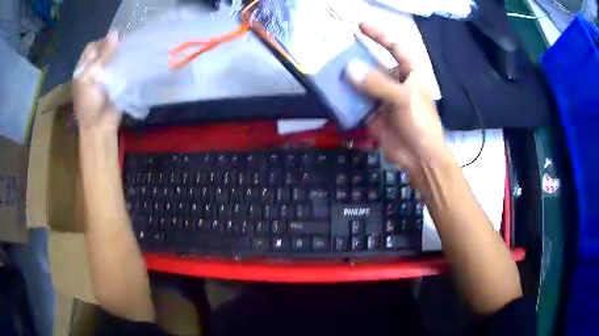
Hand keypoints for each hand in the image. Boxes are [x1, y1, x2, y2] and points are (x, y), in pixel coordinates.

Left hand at [73, 30, 120, 134]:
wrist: (100, 126)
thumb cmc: (90, 103)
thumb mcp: (91, 77)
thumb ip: (103, 55)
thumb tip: (115, 31)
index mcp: (83, 68)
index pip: (92, 47)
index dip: (102, 41)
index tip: (114, 41)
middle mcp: (92, 70)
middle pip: (103, 51)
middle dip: (113, 47)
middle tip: (122, 47)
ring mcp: (103, 76)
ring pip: (112, 58)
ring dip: (119, 55)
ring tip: (127, 52)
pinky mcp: (114, 82)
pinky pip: (120, 67)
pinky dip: (124, 63)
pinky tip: (130, 61)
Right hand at [346, 24, 449, 175]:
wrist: (419, 156)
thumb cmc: (420, 123)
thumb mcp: (403, 99)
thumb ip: (378, 84)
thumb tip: (349, 69)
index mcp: (408, 73)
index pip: (394, 47)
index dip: (379, 35)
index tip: (360, 27)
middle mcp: (394, 81)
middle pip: (373, 63)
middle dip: (356, 57)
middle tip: (333, 49)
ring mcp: (382, 97)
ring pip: (362, 82)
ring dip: (347, 77)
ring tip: (327, 68)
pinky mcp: (372, 113)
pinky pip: (356, 101)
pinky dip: (345, 98)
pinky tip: (331, 91)